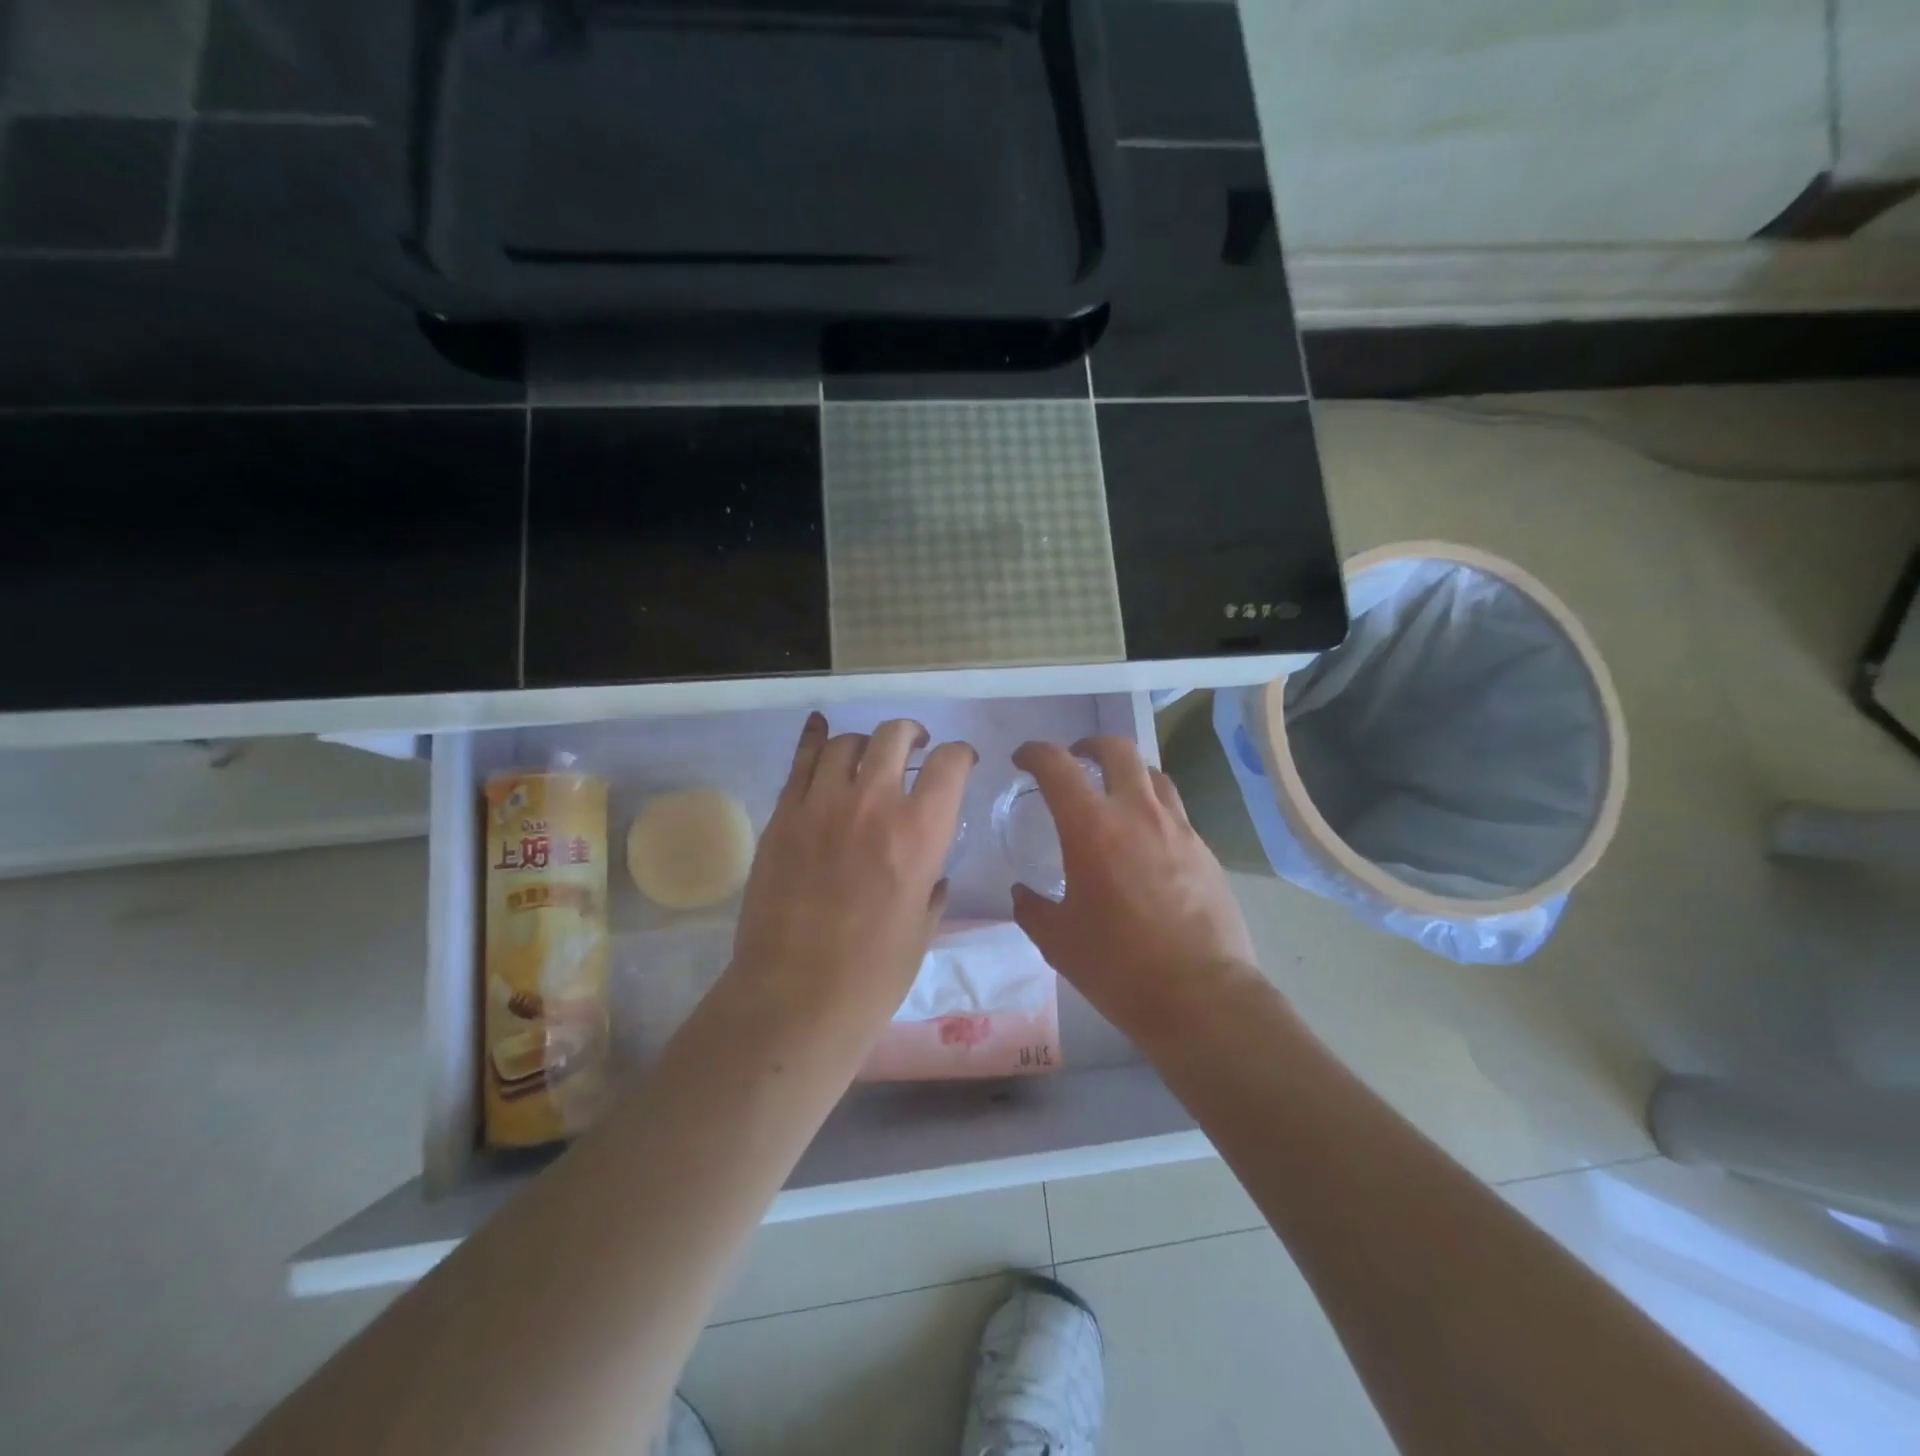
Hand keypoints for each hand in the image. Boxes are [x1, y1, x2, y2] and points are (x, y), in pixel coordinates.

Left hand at [729, 713, 976, 1023]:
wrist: (796, 997)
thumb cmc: (874, 973)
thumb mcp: (923, 926)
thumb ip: (931, 883)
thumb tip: (930, 869)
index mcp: (920, 832)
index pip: (950, 764)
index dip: (961, 755)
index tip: (961, 762)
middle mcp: (873, 803)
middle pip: (894, 736)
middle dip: (913, 734)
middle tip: (917, 746)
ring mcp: (821, 805)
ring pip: (846, 743)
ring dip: (866, 744)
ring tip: (868, 757)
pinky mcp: (782, 816)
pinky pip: (800, 762)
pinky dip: (814, 740)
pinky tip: (821, 729)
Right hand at [1010, 737, 1257, 1029]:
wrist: (1202, 996)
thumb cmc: (1118, 966)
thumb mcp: (1058, 941)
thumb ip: (1033, 909)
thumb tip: (1023, 893)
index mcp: (1092, 828)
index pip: (1057, 766)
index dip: (1035, 753)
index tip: (1023, 759)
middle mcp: (1137, 814)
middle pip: (1118, 750)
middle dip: (1090, 745)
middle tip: (1076, 759)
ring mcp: (1179, 830)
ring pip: (1154, 776)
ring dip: (1129, 774)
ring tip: (1116, 796)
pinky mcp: (1205, 852)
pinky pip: (1176, 814)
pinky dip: (1154, 812)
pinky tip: (1147, 845)